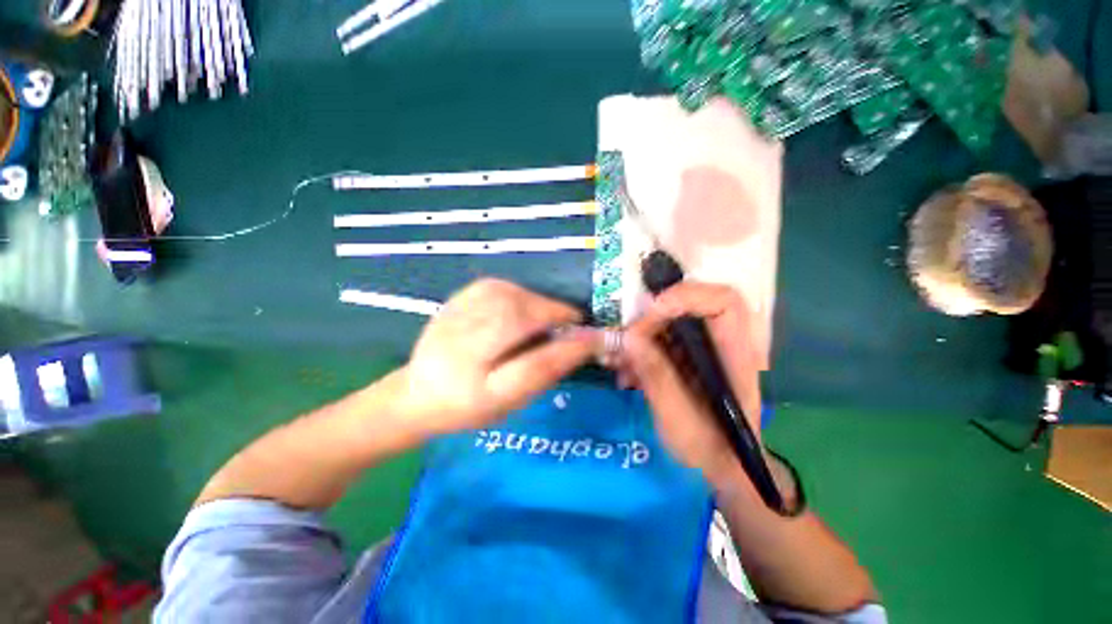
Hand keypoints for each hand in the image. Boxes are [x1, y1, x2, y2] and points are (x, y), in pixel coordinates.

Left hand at [397, 279, 597, 436]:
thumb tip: (581, 344)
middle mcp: (461, 347)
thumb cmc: (469, 405)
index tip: (595, 339)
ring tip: (546, 316)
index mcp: (475, 388)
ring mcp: (454, 317)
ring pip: (508, 296)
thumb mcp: (509, 402)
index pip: (532, 366)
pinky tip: (521, 306)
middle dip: (552, 315)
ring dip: (536, 303)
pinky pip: (495, 287)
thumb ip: (544, 373)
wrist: (419, 392)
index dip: (569, 349)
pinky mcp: (454, 300)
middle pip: (518, 319)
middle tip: (571, 322)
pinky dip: (518, 293)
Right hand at [616, 282, 762, 484]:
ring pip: (666, 322)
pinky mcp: (682, 356)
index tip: (653, 312)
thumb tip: (629, 337)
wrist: (718, 465)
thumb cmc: (709, 448)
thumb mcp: (680, 418)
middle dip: (650, 319)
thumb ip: (658, 377)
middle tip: (627, 343)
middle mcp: (718, 343)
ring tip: (620, 363)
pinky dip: (637, 351)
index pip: (723, 302)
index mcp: (734, 354)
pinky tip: (626, 374)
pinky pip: (657, 340)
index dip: (687, 296)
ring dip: (638, 337)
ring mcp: (699, 348)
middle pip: (686, 306)